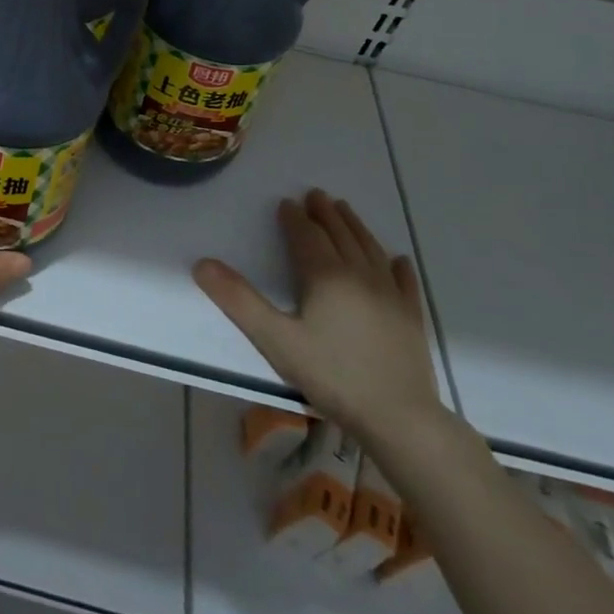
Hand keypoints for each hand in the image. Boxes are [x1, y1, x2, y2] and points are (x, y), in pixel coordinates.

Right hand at [193, 189, 438, 446]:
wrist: (399, 418)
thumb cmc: (332, 375)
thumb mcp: (274, 339)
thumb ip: (238, 300)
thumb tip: (202, 263)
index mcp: (326, 276)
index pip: (307, 236)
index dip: (294, 218)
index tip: (286, 203)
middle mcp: (360, 276)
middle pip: (341, 235)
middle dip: (326, 214)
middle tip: (316, 195)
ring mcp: (391, 296)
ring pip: (370, 249)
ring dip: (355, 227)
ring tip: (345, 210)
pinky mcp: (411, 318)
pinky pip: (404, 281)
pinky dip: (397, 266)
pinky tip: (397, 259)